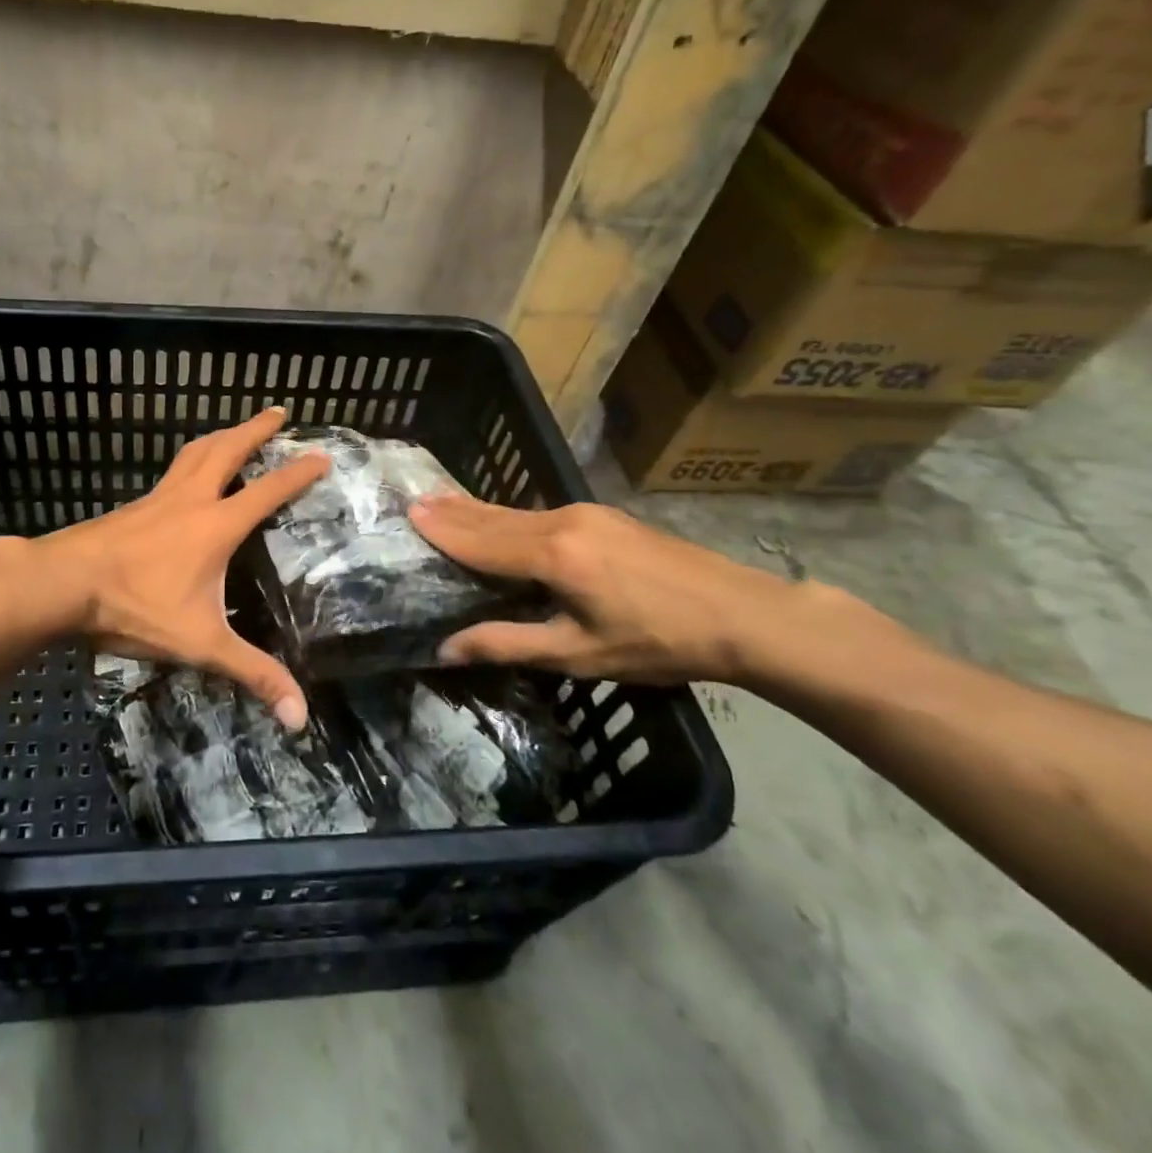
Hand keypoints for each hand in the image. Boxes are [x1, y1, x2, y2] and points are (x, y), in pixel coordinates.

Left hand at [39, 406, 327, 727]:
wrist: (63, 584)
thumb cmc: (135, 606)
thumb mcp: (200, 643)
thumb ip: (251, 674)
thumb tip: (300, 717)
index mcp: (216, 525)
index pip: (267, 490)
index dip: (297, 473)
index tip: (321, 454)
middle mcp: (191, 500)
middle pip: (228, 450)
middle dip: (256, 429)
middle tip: (278, 411)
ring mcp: (158, 498)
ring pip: (195, 453)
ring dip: (220, 436)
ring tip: (234, 429)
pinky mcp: (133, 506)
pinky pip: (172, 471)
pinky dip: (190, 460)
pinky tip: (185, 474)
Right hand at [410, 497, 861, 685]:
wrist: (742, 614)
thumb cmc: (657, 642)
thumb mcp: (579, 653)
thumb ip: (509, 644)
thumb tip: (446, 647)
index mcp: (552, 556)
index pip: (482, 542)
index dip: (444, 531)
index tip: (409, 514)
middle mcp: (562, 523)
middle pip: (494, 517)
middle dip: (453, 511)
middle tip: (414, 501)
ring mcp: (586, 514)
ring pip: (516, 511)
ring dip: (477, 509)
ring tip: (443, 499)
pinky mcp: (604, 517)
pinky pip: (539, 512)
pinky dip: (507, 513)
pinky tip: (500, 515)